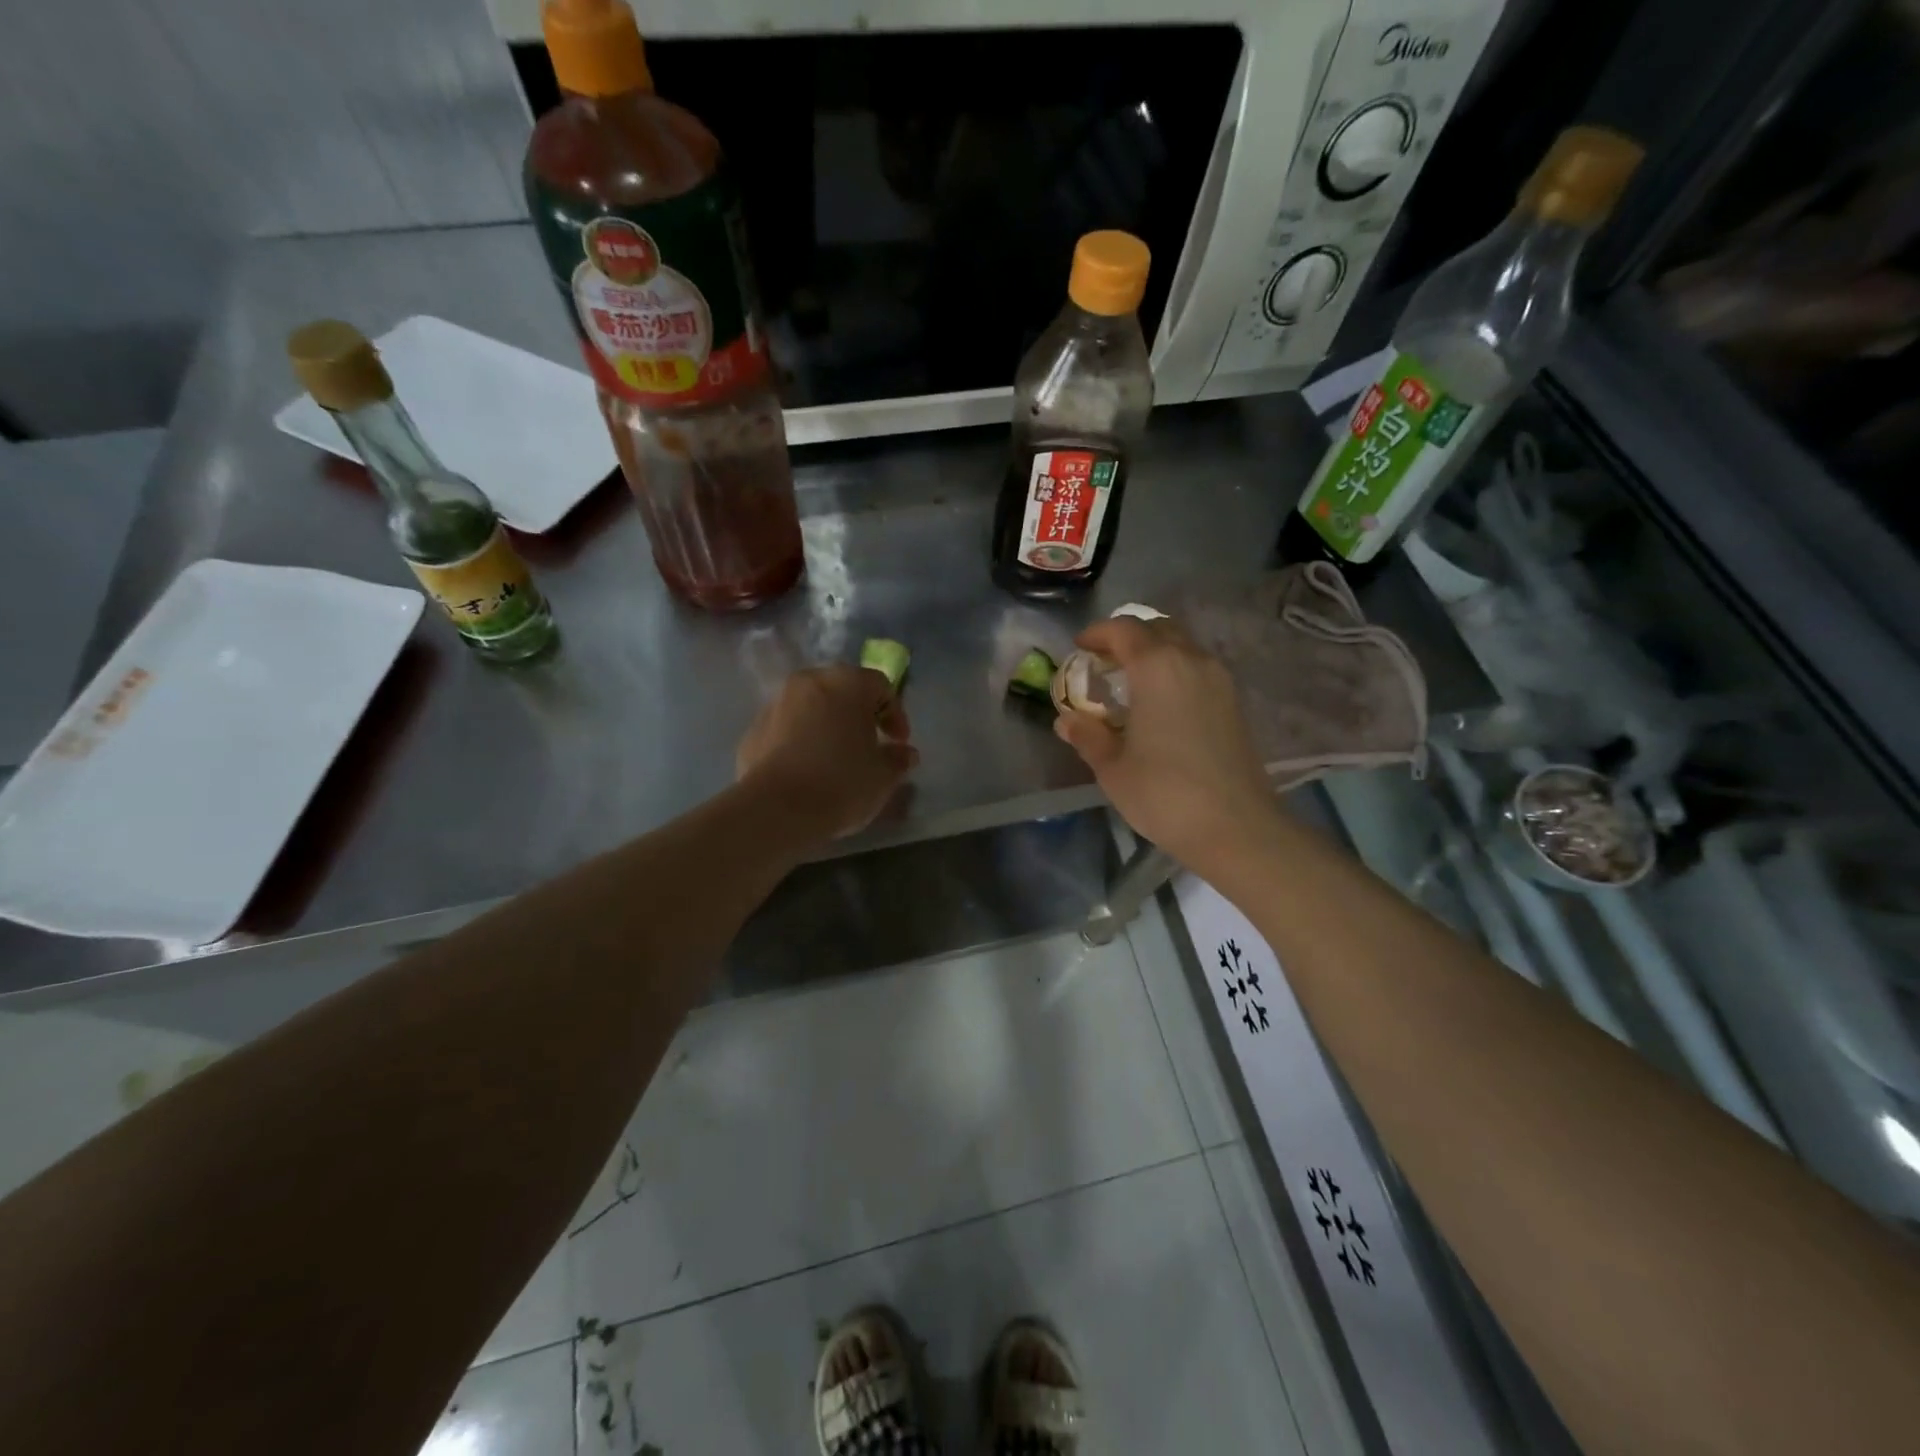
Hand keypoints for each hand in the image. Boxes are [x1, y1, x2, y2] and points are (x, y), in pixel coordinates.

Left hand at [737, 666, 917, 840]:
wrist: (777, 809)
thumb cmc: (842, 783)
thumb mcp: (884, 775)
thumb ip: (898, 759)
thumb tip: (904, 753)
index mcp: (847, 683)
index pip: (881, 686)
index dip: (895, 714)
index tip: (899, 743)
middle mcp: (809, 682)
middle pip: (842, 690)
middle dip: (858, 715)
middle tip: (868, 744)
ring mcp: (776, 703)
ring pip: (811, 707)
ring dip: (827, 725)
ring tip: (835, 759)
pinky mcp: (753, 730)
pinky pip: (787, 728)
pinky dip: (800, 741)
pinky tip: (806, 771)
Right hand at [1053, 617, 1277, 870]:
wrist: (1236, 827)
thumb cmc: (1165, 794)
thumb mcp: (1112, 768)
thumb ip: (1087, 736)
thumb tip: (1067, 721)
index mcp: (1157, 667)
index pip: (1124, 629)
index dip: (1098, 633)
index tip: (1080, 647)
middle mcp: (1192, 661)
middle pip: (1158, 628)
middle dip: (1128, 637)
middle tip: (1104, 662)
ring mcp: (1219, 680)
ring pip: (1182, 646)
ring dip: (1154, 653)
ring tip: (1130, 683)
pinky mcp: (1234, 702)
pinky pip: (1197, 668)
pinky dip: (1174, 671)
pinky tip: (1159, 704)